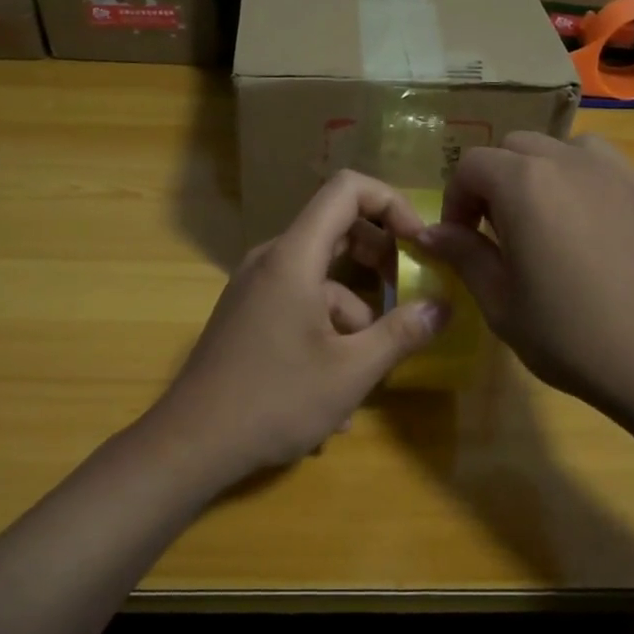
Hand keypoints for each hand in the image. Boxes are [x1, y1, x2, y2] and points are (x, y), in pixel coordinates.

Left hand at [150, 171, 449, 479]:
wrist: (191, 443)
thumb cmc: (275, 400)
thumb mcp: (351, 371)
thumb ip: (402, 333)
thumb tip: (443, 307)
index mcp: (294, 257)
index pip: (346, 189)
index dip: (391, 203)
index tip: (420, 243)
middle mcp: (271, 261)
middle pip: (336, 230)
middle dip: (380, 260)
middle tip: (409, 295)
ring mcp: (254, 288)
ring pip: (321, 280)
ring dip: (355, 316)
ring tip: (370, 373)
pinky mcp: (248, 315)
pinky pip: (299, 306)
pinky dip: (326, 333)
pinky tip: (335, 396)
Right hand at [416, 133, 633, 418]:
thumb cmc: (571, 337)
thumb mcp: (501, 303)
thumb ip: (464, 255)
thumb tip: (431, 233)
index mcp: (525, 185)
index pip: (472, 165)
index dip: (455, 199)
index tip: (458, 238)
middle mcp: (570, 162)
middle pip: (515, 147)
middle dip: (493, 181)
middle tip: (494, 231)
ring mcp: (616, 173)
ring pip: (561, 149)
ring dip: (538, 172)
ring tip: (540, 219)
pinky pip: (601, 166)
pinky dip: (579, 179)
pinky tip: (585, 226)